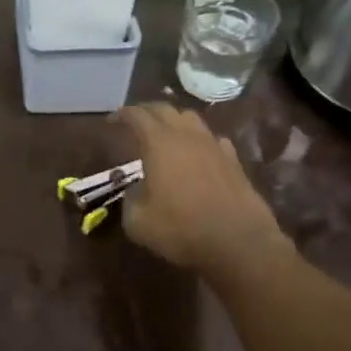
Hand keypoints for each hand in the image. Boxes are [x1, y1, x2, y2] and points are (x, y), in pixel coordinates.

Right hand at [114, 104, 292, 282]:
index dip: (122, 114)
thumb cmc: (182, 229)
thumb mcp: (138, 222)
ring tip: (166, 132)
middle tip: (136, 121)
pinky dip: (200, 140)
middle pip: (165, 109)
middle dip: (147, 111)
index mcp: (158, 142)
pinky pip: (213, 139)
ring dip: (174, 120)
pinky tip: (198, 153)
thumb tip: (135, 190)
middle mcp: (186, 135)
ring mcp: (213, 145)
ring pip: (191, 119)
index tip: (112, 120)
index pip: (137, 115)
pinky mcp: (233, 160)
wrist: (238, 242)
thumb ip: (130, 199)